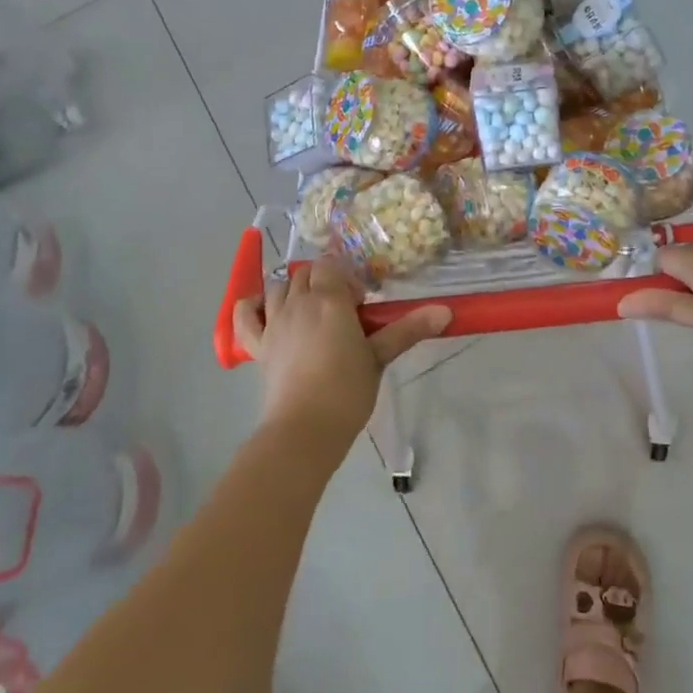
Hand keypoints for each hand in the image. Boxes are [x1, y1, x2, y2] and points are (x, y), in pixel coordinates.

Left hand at [233, 259, 449, 455]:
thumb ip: (409, 330)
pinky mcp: (257, 345)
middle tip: (343, 309)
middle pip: (305, 272)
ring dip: (294, 289)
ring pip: (278, 286)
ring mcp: (273, 322)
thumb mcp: (380, 357)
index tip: (360, 302)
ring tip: (312, 311)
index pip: (331, 264)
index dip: (345, 276)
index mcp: (329, 300)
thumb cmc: (347, 390)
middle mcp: (297, 302)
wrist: (305, 428)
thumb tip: (446, 312)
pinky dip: (252, 306)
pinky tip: (265, 311)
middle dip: (323, 280)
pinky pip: (245, 315)